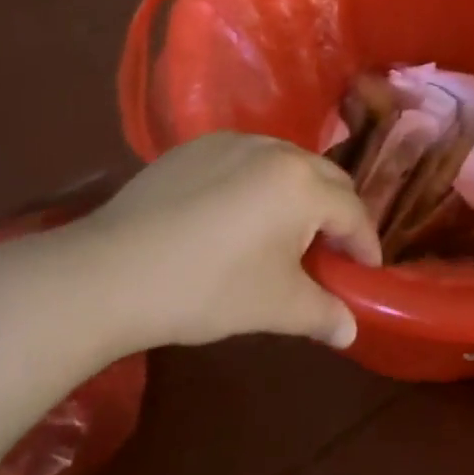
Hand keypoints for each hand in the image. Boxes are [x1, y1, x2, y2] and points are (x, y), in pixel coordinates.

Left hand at [50, 133, 381, 357]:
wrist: (108, 273)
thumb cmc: (206, 289)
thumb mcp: (274, 307)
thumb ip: (323, 314)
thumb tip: (350, 332)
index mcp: (302, 185)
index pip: (353, 212)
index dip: (365, 245)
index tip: (365, 272)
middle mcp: (276, 150)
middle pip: (327, 178)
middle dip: (338, 214)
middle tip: (330, 252)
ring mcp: (234, 142)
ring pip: (288, 163)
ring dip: (300, 194)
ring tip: (284, 232)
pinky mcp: (197, 146)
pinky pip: (248, 158)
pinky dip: (259, 182)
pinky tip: (236, 215)